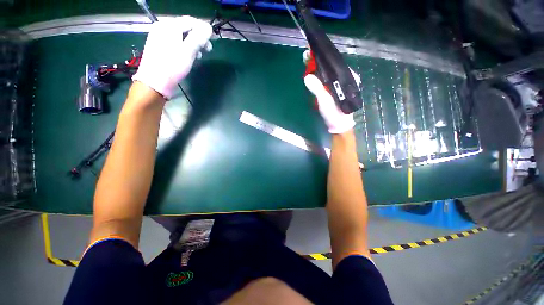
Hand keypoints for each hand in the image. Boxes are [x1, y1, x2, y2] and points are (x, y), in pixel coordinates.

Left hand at [133, 16, 212, 98]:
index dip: (203, 28)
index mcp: (168, 26)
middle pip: (184, 27)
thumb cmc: (172, 67)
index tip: (212, 39)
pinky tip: (189, 56)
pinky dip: (185, 47)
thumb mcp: (188, 52)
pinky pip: (175, 42)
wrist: (154, 82)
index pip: (189, 21)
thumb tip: (208, 28)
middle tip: (208, 49)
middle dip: (198, 37)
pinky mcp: (159, 47)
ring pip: (180, 36)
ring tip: (199, 54)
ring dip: (192, 43)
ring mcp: (159, 37)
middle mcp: (162, 28)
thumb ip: (198, 38)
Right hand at [303, 50, 359, 133]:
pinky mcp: (332, 89)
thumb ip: (317, 88)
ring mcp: (337, 84)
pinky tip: (310, 73)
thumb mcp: (325, 100)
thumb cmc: (334, 112)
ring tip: (306, 61)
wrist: (337, 125)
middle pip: (329, 66)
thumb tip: (308, 77)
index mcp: (347, 77)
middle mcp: (344, 78)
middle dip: (318, 61)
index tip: (313, 51)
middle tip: (306, 55)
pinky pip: (324, 79)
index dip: (323, 57)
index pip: (335, 62)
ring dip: (316, 67)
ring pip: (326, 72)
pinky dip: (317, 76)